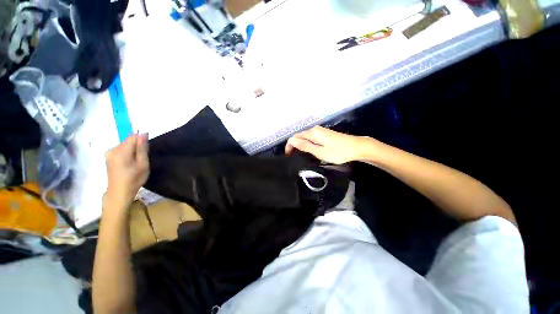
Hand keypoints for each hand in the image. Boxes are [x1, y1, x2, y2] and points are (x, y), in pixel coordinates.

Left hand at [104, 134, 149, 210]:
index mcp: (121, 151)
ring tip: (137, 163)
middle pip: (128, 141)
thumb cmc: (134, 179)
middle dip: (137, 147)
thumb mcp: (143, 164)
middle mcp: (112, 149)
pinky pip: (121, 151)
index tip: (147, 149)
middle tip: (142, 159)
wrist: (119, 193)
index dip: (141, 140)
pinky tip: (130, 164)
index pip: (132, 137)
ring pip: (125, 146)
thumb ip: (142, 148)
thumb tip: (143, 134)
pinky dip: (127, 154)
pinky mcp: (109, 158)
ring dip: (132, 151)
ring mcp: (109, 154)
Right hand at [286, 126, 370, 163]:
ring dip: (301, 145)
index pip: (295, 137)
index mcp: (312, 133)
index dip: (289, 146)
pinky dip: (307, 144)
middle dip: (294, 146)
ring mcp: (320, 131)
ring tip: (300, 156)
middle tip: (294, 157)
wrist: (357, 147)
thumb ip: (305, 146)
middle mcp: (315, 129)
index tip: (289, 156)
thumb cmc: (338, 151)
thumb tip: (292, 141)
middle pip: (299, 136)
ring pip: (305, 137)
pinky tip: (309, 151)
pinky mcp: (324, 134)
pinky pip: (311, 138)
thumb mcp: (320, 152)